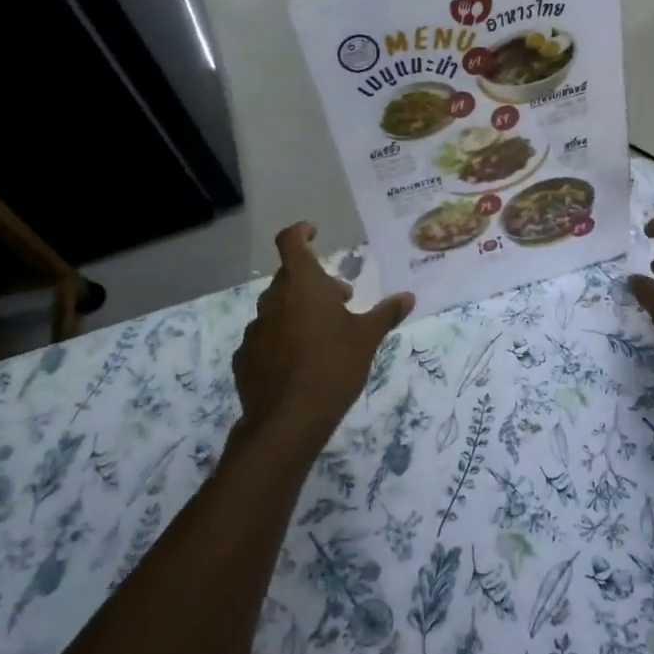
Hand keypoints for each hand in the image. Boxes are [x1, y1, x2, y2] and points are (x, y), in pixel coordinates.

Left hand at [233, 223, 414, 449]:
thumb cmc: (333, 367)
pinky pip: (266, 337)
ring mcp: (255, 330)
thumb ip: (386, 313)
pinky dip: (282, 338)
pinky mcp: (245, 358)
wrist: (288, 421)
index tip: (314, 232)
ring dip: (299, 311)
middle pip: (290, 277)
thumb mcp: (367, 338)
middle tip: (342, 299)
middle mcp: (273, 300)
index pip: (290, 241)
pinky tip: (300, 362)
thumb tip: (408, 296)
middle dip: (315, 282)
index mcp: (301, 285)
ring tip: (324, 334)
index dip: (301, 232)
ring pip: (278, 308)